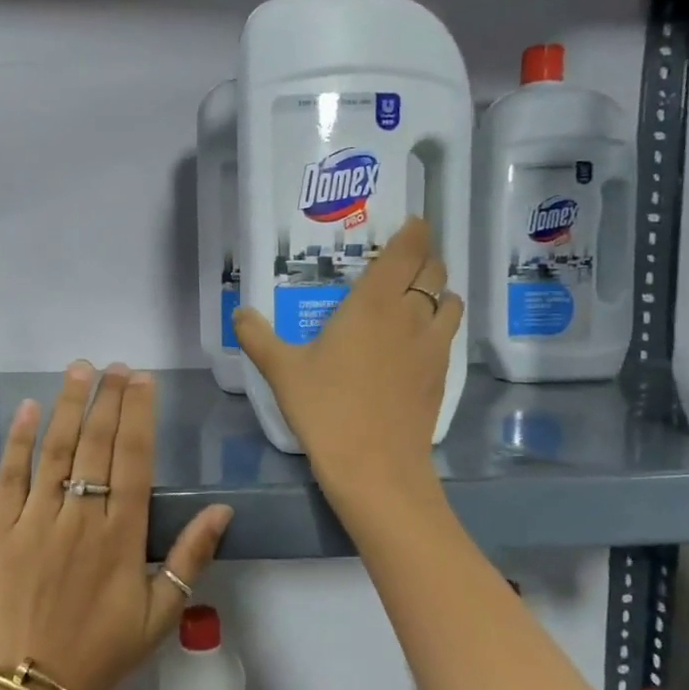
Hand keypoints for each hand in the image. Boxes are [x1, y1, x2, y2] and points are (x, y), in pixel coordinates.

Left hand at [0, 361, 233, 689]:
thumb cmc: (102, 653)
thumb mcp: (160, 614)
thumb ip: (191, 557)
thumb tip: (223, 509)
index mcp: (122, 536)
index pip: (133, 459)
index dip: (139, 414)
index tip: (143, 380)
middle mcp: (80, 518)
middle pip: (96, 444)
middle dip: (108, 399)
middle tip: (116, 366)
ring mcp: (35, 521)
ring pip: (56, 450)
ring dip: (70, 406)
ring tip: (80, 370)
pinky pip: (9, 477)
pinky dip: (20, 441)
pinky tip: (31, 409)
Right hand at [233, 216, 461, 496]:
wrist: (376, 467)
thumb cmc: (326, 409)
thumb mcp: (282, 371)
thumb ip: (258, 337)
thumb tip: (239, 312)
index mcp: (374, 302)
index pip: (407, 250)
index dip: (414, 231)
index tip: (410, 223)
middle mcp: (411, 314)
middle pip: (433, 269)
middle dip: (423, 257)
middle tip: (402, 261)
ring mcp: (433, 345)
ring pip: (449, 300)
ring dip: (437, 289)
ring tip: (417, 295)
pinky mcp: (442, 374)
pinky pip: (449, 333)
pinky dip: (441, 323)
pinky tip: (419, 339)